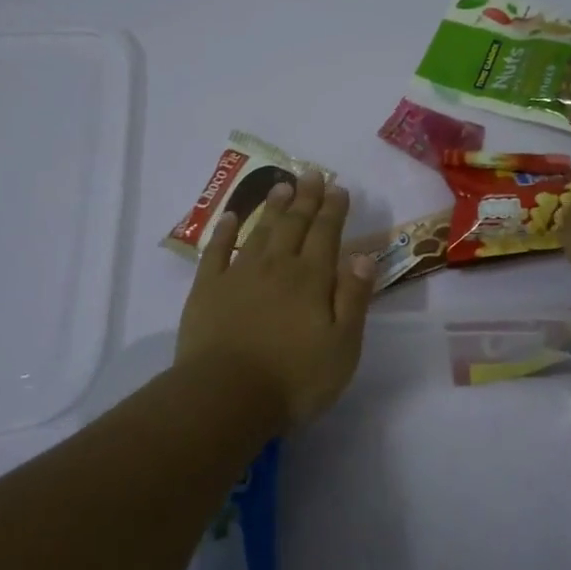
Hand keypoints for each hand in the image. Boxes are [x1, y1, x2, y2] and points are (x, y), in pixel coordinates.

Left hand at [176, 172, 376, 428]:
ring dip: (273, 207)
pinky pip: (216, 251)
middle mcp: (277, 267)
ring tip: (282, 185)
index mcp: (311, 279)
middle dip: (306, 198)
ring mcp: (238, 275)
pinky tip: (230, 217)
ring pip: (260, 231)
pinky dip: (225, 231)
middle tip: (312, 173)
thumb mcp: (342, 346)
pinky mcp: (207, 290)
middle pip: (294, 225)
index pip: (326, 234)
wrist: (225, 396)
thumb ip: (354, 298)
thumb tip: (363, 256)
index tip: (338, 187)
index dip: (333, 209)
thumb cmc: (294, 378)